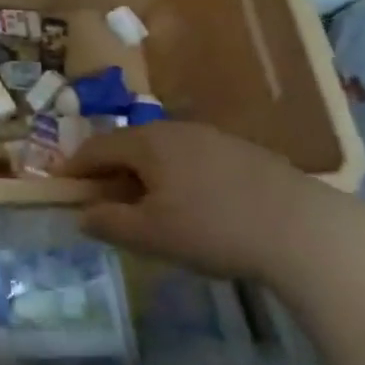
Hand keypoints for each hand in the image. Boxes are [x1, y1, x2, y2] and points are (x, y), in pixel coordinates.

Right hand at [60, 121, 345, 280]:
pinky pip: (192, 159)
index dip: (75, 167)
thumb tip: (82, 214)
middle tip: (104, 203)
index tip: (62, 186)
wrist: (302, 228)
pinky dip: (177, 177)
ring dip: (145, 175)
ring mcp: (211, 137)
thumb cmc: (213, 229)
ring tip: (149, 208)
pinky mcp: (241, 152)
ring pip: (163, 152)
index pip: (96, 147)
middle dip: (111, 172)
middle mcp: (175, 129)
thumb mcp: (151, 235)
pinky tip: (193, 207)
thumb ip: (109, 223)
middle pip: (130, 146)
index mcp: (147, 141)